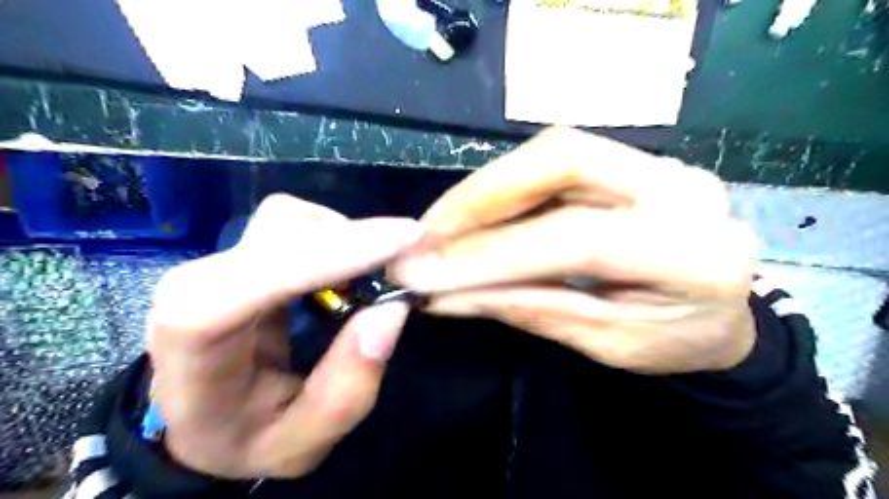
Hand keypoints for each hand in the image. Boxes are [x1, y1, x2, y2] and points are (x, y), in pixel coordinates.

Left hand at [146, 193, 422, 477]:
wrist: (202, 414)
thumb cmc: (244, 434)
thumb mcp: (301, 442)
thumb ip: (348, 387)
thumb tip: (393, 309)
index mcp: (195, 340)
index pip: (261, 277)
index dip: (335, 253)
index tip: (405, 240)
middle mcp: (198, 283)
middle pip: (284, 232)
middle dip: (358, 240)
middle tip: (414, 256)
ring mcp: (219, 259)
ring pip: (294, 219)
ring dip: (349, 240)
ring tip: (376, 278)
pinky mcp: (243, 250)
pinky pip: (300, 223)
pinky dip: (339, 237)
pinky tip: (352, 271)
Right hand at [393, 130, 755, 374]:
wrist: (724, 315)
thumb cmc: (674, 343)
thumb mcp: (606, 344)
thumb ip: (529, 310)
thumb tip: (444, 295)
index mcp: (690, 253)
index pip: (574, 239)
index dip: (490, 254)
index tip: (423, 273)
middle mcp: (679, 188)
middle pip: (561, 159)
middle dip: (480, 196)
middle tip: (425, 233)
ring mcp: (659, 164)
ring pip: (552, 152)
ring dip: (484, 190)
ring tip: (438, 227)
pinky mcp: (635, 161)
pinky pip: (555, 161)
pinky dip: (504, 188)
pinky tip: (474, 215)